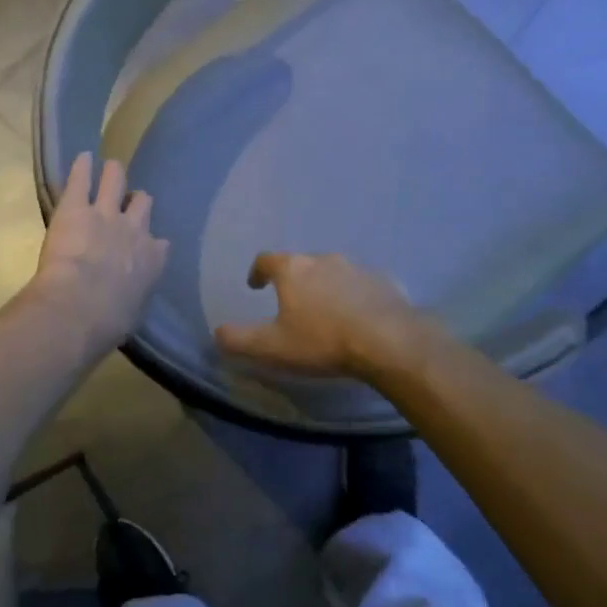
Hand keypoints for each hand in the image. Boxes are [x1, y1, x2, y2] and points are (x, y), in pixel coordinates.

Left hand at [29, 153, 169, 353]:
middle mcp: (135, 230)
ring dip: (113, 174)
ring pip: (116, 180)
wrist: (80, 306)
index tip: (144, 245)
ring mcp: (106, 213)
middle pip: (142, 204)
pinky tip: (82, 157)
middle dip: (136, 202)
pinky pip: (82, 177)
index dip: (150, 243)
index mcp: (151, 260)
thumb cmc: (108, 321)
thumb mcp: (131, 313)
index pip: (159, 245)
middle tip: (126, 201)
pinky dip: (82, 167)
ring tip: (110, 168)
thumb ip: (132, 298)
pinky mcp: (76, 206)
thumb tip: (123, 303)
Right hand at [213, 252, 430, 381]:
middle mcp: (324, 259)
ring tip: (325, 312)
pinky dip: (355, 296)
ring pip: (333, 272)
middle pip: (301, 264)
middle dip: (294, 280)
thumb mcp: (272, 347)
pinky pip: (362, 285)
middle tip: (291, 303)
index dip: (257, 271)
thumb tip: (217, 333)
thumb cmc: (322, 341)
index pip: (266, 260)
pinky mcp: (385, 281)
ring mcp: (357, 268)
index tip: (255, 285)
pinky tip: (358, 317)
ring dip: (325, 287)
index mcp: (293, 270)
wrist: (389, 342)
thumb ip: (239, 339)